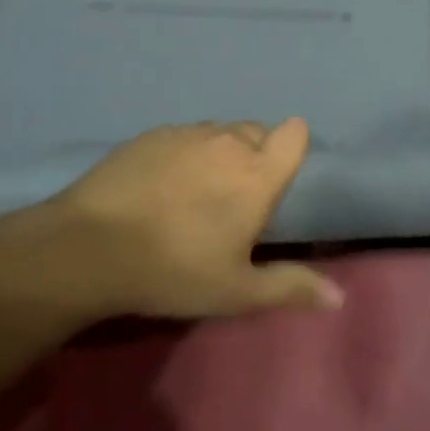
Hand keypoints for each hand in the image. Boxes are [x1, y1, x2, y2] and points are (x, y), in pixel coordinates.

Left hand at [0, 120, 342, 323]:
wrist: (90, 247)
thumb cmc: (174, 269)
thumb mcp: (236, 291)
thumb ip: (290, 287)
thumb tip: (339, 297)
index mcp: (257, 173)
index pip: (294, 134)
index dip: (291, 149)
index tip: (276, 179)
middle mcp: (229, 141)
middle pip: (257, 132)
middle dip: (255, 156)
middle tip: (233, 200)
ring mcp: (188, 133)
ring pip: (219, 132)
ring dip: (219, 154)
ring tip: (195, 195)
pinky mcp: (152, 134)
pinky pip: (184, 136)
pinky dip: (184, 155)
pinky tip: (160, 188)